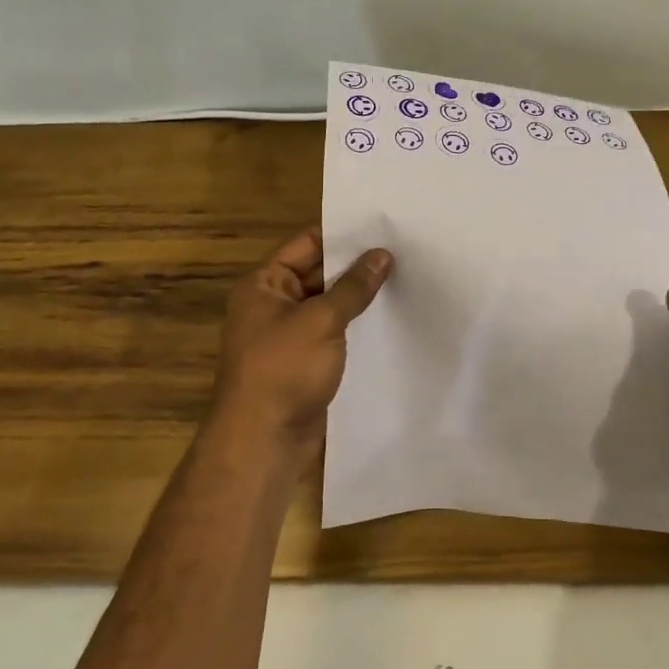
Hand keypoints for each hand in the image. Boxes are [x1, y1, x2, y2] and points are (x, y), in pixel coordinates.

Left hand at [212, 228, 392, 458]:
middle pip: (319, 273)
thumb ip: (353, 287)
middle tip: (403, 250)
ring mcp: (289, 335)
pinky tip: (389, 317)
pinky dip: (356, 324)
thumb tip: (382, 255)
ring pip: (329, 304)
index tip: (382, 226)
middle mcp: (273, 304)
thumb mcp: (321, 321)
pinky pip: (333, 332)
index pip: (306, 244)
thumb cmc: (283, 370)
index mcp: (264, 285)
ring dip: (359, 296)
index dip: (342, 234)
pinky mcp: (305, 361)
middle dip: (356, 264)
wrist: (264, 442)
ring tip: (404, 277)